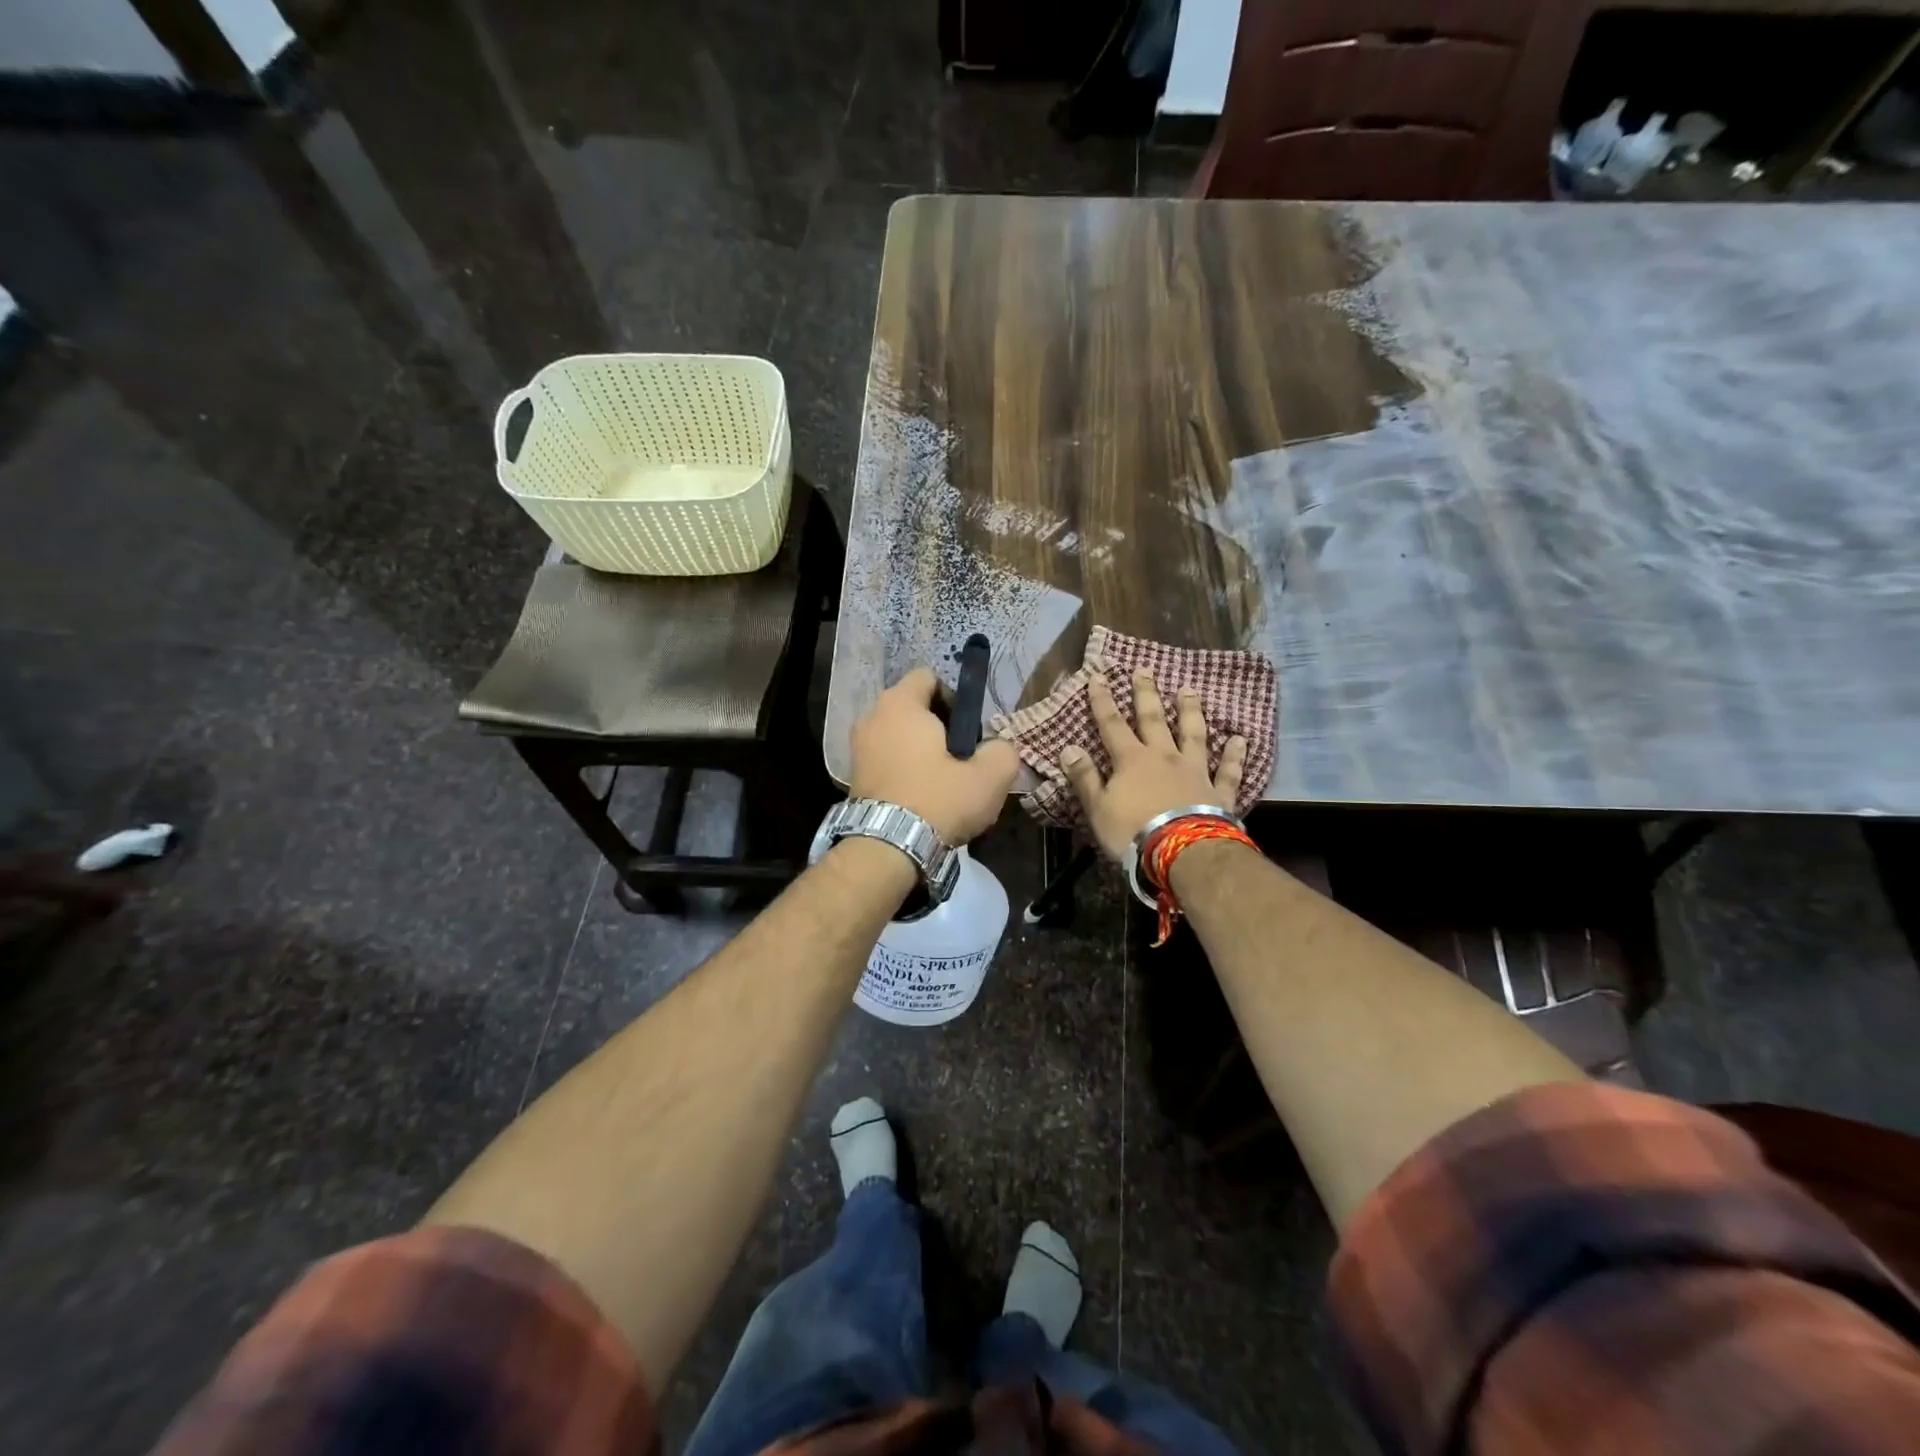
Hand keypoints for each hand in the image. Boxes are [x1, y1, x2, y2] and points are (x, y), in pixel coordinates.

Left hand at [849, 667, 1020, 843]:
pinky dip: (902, 771)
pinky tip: (919, 798)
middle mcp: (872, 716)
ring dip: (918, 751)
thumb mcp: (989, 776)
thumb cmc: (938, 800)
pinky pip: (885, 760)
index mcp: (901, 703)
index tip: (967, 731)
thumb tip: (997, 748)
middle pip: (912, 708)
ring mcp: (857, 747)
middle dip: (937, 727)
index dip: (953, 698)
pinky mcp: (853, 776)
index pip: (928, 677)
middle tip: (959, 759)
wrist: (887, 849)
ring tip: (940, 783)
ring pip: (898, 736)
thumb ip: (1003, 751)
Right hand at [1058, 670, 1247, 860]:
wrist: (1182, 852)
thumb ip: (1085, 777)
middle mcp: (1164, 757)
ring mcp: (1195, 771)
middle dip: (1146, 694)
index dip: (1103, 701)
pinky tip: (1241, 739)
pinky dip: (1235, 755)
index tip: (1099, 676)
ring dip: (1191, 711)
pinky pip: (1228, 770)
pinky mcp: (1219, 792)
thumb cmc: (1132, 832)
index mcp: (1131, 760)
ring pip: (1194, 734)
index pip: (1112, 724)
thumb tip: (1068, 748)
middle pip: (1154, 719)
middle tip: (1145, 669)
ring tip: (1189, 690)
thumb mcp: (1098, 808)